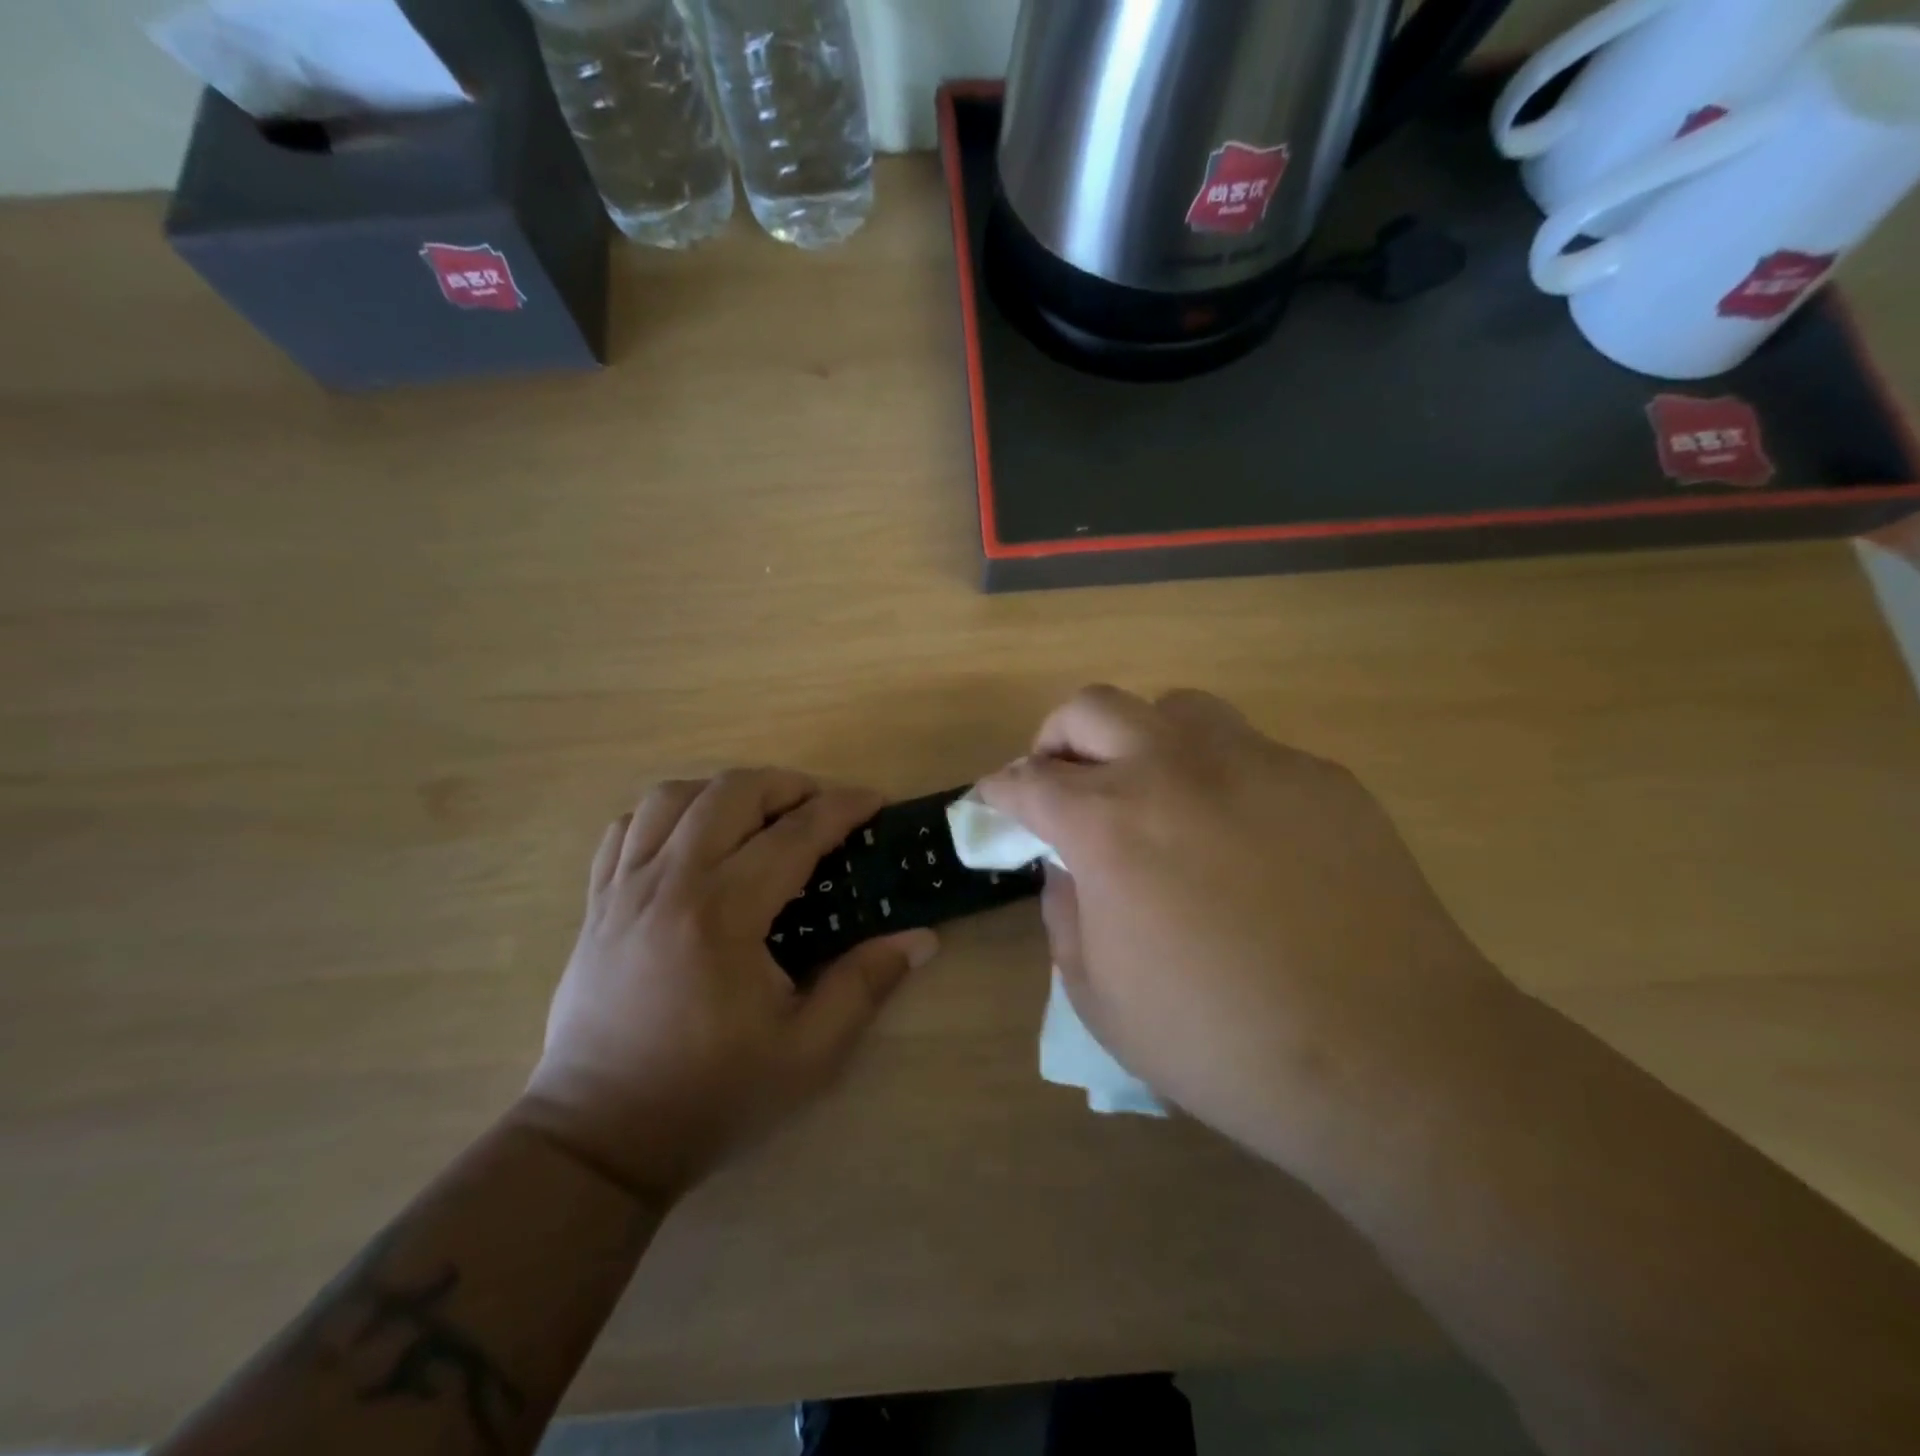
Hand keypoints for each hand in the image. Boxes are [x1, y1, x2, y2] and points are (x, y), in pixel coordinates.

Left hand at [519, 771, 938, 1202]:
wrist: (599, 1138)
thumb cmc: (709, 1096)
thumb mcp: (807, 1053)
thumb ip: (864, 985)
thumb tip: (921, 938)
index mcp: (723, 916)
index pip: (794, 835)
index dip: (841, 808)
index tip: (874, 801)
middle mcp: (669, 884)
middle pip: (730, 793)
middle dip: (786, 784)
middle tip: (820, 807)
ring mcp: (623, 889)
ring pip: (670, 797)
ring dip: (724, 792)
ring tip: (757, 816)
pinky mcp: (596, 904)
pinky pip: (625, 828)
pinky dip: (665, 816)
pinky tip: (690, 839)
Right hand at [977, 687, 1505, 1173]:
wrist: (1390, 1056)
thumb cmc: (1222, 1042)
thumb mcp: (1101, 998)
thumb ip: (1065, 915)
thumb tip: (1066, 866)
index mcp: (1109, 824)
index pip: (1029, 781)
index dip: (1000, 790)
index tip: (995, 801)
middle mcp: (1174, 770)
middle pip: (1092, 707)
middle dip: (1057, 737)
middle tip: (1062, 781)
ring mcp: (1255, 763)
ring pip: (1176, 708)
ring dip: (1142, 739)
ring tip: (1152, 791)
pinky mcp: (1322, 778)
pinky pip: (1251, 751)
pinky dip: (1220, 776)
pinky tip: (1242, 835)